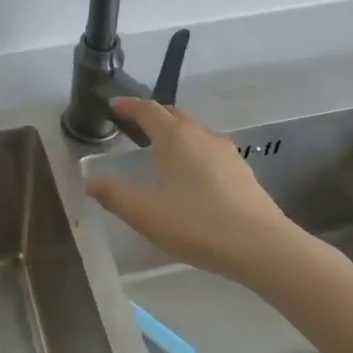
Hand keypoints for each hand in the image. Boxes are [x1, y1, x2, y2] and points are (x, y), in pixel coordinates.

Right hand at [84, 97, 298, 281]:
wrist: (262, 246)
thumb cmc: (197, 224)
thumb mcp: (146, 214)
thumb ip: (115, 195)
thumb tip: (90, 180)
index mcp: (175, 137)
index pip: (147, 109)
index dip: (128, 106)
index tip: (113, 106)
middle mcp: (201, 134)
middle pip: (172, 115)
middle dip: (152, 116)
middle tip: (134, 127)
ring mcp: (225, 151)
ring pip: (194, 131)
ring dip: (174, 133)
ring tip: (160, 151)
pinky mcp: (242, 170)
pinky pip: (209, 149)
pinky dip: (192, 151)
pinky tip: (191, 176)